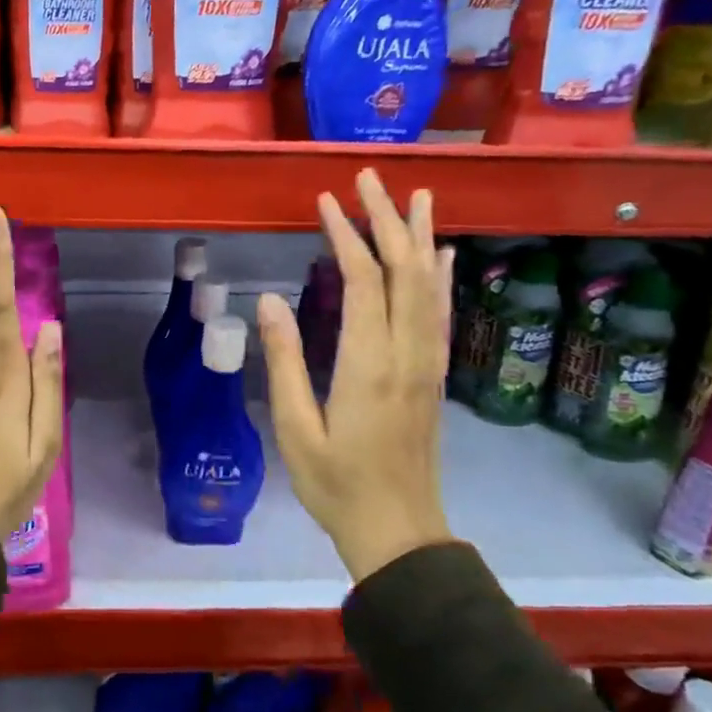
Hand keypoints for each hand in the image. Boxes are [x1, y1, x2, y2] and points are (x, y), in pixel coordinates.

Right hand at [255, 171, 453, 581]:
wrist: (400, 533)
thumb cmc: (337, 485)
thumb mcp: (296, 429)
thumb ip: (285, 362)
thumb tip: (268, 299)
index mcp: (370, 365)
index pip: (365, 282)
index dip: (347, 236)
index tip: (326, 201)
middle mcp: (408, 354)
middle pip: (406, 271)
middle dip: (388, 219)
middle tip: (370, 178)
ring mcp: (428, 364)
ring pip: (431, 287)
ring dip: (423, 238)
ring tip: (418, 195)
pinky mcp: (434, 376)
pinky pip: (441, 315)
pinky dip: (442, 278)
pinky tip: (443, 255)